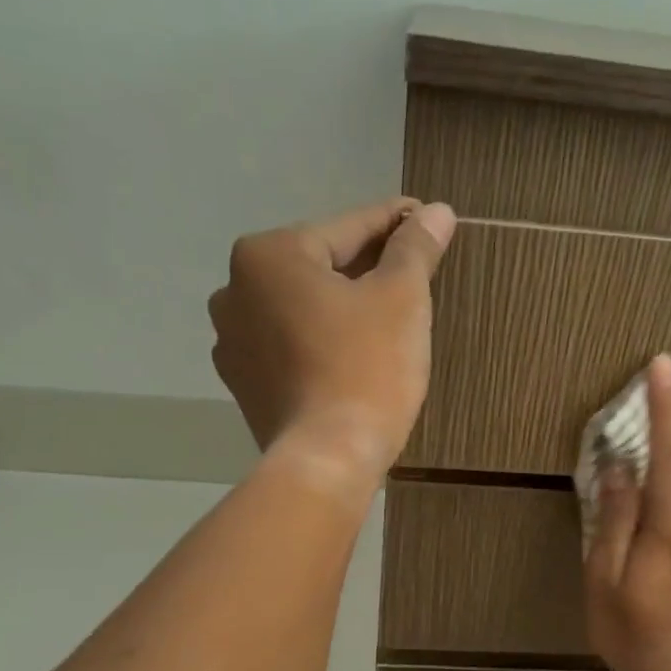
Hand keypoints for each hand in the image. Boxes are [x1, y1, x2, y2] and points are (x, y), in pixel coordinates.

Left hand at [209, 198, 456, 485]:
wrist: (328, 460)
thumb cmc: (367, 368)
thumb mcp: (402, 298)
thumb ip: (415, 248)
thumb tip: (437, 211)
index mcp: (268, 256)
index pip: (347, 228)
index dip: (394, 222)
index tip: (425, 217)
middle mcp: (235, 290)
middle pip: (320, 266)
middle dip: (367, 265)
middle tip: (413, 267)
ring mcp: (233, 341)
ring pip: (302, 306)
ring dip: (341, 303)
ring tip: (385, 312)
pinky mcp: (244, 383)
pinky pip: (291, 344)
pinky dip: (321, 338)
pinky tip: (353, 352)